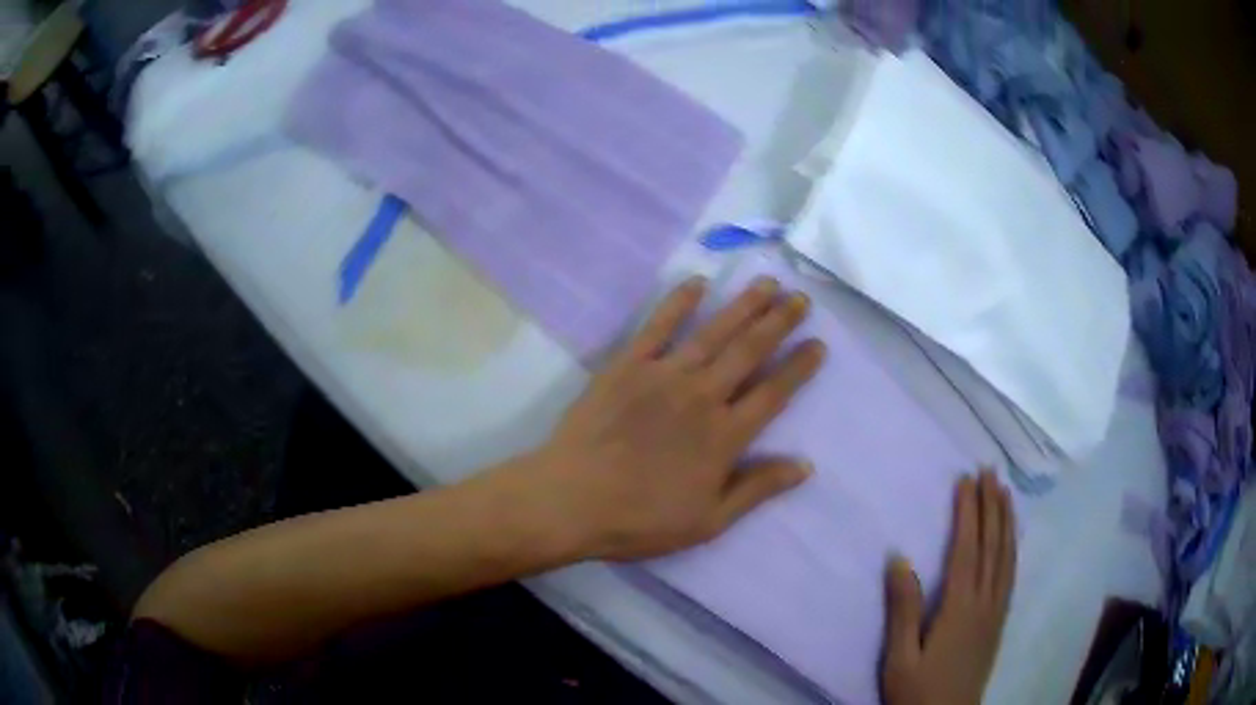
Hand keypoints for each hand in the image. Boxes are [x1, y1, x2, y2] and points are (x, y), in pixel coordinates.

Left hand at [533, 275, 825, 561]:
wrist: (571, 500)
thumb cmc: (641, 519)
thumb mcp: (708, 521)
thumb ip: (757, 489)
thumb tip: (806, 465)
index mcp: (725, 436)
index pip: (774, 393)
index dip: (799, 367)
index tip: (818, 344)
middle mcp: (702, 396)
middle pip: (749, 351)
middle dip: (779, 322)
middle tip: (800, 298)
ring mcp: (664, 376)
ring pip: (714, 332)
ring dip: (743, 305)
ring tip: (767, 282)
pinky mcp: (627, 366)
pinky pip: (658, 326)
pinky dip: (678, 302)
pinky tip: (697, 282)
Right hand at [881, 471, 1015, 704]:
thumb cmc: (917, 691)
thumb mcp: (900, 657)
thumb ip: (903, 609)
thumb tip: (899, 558)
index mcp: (960, 608)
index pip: (967, 550)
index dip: (968, 513)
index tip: (966, 480)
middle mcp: (985, 602)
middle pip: (992, 546)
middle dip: (992, 506)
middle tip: (990, 472)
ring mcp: (996, 612)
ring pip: (1007, 557)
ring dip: (1006, 521)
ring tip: (1005, 493)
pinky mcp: (998, 622)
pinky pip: (1011, 575)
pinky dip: (1012, 548)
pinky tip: (1010, 540)